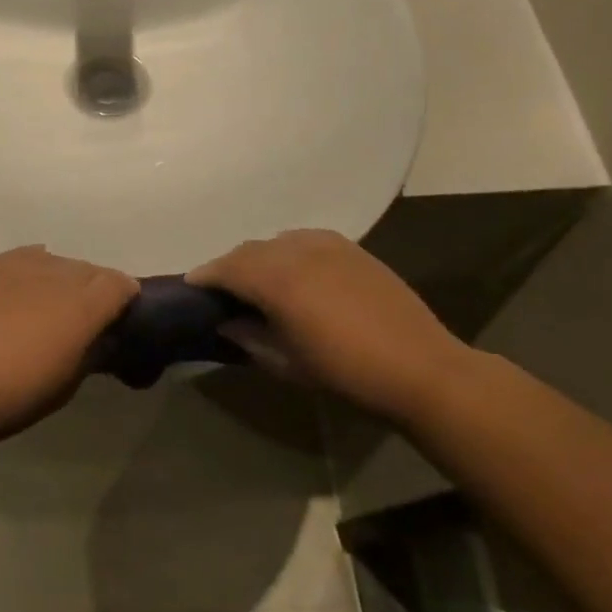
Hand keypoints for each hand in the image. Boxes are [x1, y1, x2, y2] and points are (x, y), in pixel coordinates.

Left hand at [0, 247, 137, 443]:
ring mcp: (17, 265)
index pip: (120, 284)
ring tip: (46, 303)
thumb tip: (102, 339)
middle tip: (82, 317)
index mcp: (83, 305)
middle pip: (88, 270)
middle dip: (92, 289)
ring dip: (59, 278)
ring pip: (53, 261)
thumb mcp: (67, 383)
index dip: (124, 298)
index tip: (119, 316)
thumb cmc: (15, 395)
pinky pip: (19, 259)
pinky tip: (20, 289)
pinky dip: (28, 271)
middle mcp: (56, 274)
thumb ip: (91, 352)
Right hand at [188, 230, 476, 419]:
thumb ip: (250, 337)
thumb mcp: (288, 363)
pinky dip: (288, 250)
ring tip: (257, 279)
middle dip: (230, 266)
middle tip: (221, 288)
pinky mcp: (351, 248)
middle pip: (250, 250)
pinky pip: (305, 239)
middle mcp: (297, 251)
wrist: (420, 367)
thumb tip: (226, 323)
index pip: (228, 268)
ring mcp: (327, 245)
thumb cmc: (346, 373)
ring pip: (277, 241)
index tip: (191, 285)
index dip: (206, 275)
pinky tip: (294, 270)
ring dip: (259, 256)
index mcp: (278, 281)